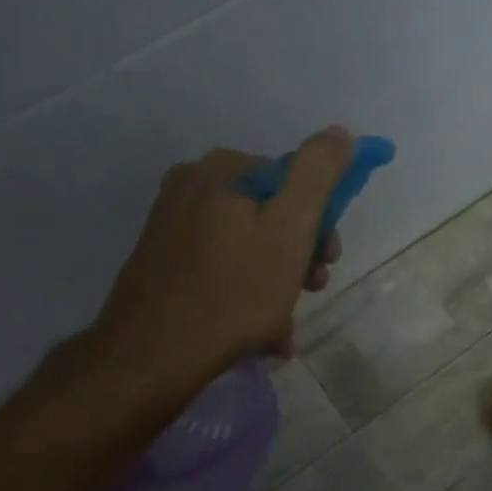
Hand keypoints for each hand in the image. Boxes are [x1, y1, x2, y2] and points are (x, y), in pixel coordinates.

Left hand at [88, 127, 351, 404]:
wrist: (151, 357)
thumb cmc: (235, 290)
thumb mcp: (291, 226)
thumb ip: (318, 172)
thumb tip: (340, 133)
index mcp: (223, 170)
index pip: (294, 179)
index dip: (321, 220)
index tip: (329, 259)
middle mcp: (191, 186)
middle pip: (271, 212)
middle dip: (299, 253)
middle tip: (311, 289)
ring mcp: (171, 225)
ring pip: (248, 244)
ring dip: (277, 281)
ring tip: (283, 324)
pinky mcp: (161, 262)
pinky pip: (222, 268)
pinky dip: (245, 293)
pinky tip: (259, 332)